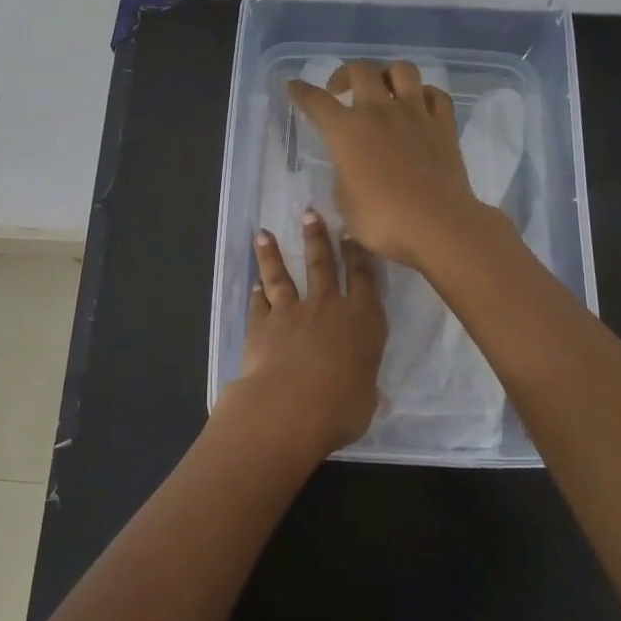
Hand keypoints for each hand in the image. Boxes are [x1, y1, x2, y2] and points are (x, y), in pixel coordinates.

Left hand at [221, 210, 386, 457]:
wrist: (290, 406)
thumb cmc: (341, 407)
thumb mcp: (365, 400)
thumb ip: (364, 388)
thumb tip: (367, 394)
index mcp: (363, 321)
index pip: (363, 279)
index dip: (358, 255)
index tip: (351, 233)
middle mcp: (327, 308)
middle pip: (322, 265)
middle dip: (317, 238)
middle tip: (309, 213)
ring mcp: (291, 313)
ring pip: (282, 276)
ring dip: (273, 255)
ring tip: (264, 234)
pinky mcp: (261, 326)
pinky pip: (259, 304)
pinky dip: (256, 293)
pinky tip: (254, 284)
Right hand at [288, 60, 490, 270]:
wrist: (436, 225)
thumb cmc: (382, 220)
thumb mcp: (344, 202)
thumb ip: (344, 174)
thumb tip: (351, 165)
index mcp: (346, 130)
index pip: (316, 101)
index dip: (301, 91)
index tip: (294, 86)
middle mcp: (379, 111)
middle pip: (360, 70)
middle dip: (345, 73)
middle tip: (340, 90)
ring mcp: (415, 114)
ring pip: (403, 70)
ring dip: (388, 74)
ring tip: (383, 90)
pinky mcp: (444, 125)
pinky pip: (437, 95)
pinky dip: (426, 94)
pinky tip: (420, 105)